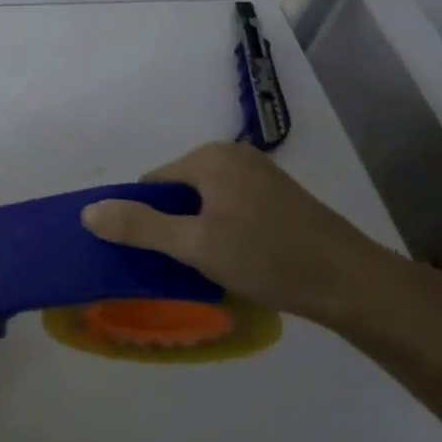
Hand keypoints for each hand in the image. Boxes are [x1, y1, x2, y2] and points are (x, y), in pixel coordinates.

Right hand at [79, 142, 441, 332]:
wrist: (354, 284)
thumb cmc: (268, 258)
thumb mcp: (195, 246)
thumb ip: (139, 227)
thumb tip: (87, 211)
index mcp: (209, 158)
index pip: (152, 184)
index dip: (145, 219)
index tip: (156, 255)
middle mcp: (233, 156)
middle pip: (178, 192)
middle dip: (174, 226)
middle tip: (185, 265)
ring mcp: (260, 175)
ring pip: (205, 203)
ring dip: (200, 232)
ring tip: (213, 268)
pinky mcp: (280, 197)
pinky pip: (231, 208)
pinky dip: (225, 231)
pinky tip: (240, 261)